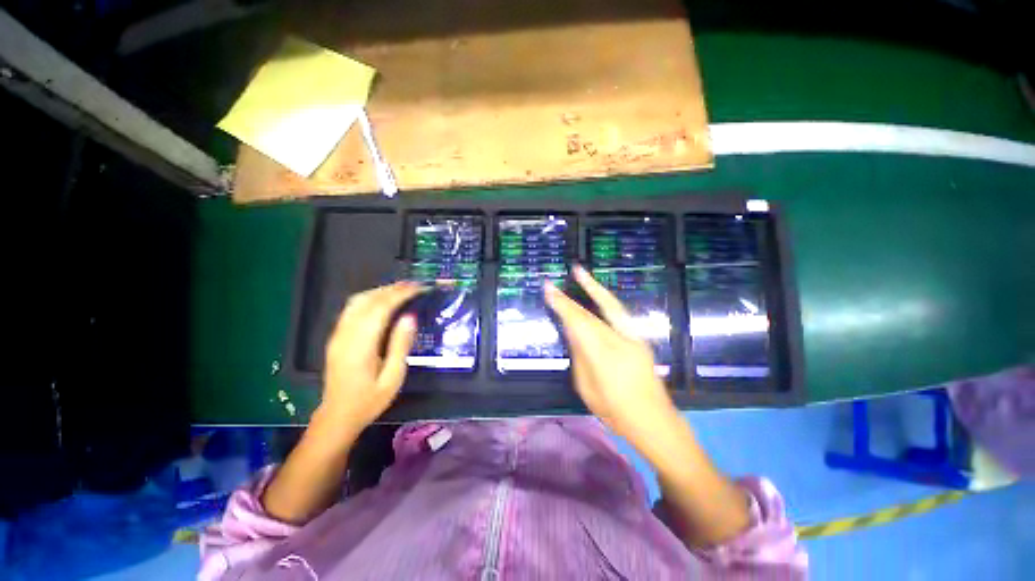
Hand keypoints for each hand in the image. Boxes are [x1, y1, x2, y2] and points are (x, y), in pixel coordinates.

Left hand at [321, 281, 422, 437]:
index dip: (400, 294)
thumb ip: (400, 345)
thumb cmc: (369, 400)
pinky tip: (383, 301)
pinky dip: (370, 298)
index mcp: (360, 345)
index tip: (419, 287)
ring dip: (380, 291)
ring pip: (357, 301)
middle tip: (414, 285)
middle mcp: (345, 335)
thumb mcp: (392, 377)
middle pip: (367, 300)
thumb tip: (410, 317)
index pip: (381, 308)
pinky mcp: (336, 337)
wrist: (337, 417)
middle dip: (392, 289)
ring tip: (402, 289)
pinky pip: (352, 309)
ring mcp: (338, 335)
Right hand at [544, 265, 679, 442]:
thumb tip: (572, 332)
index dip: (563, 306)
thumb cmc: (616, 413)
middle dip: (570, 298)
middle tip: (553, 283)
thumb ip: (580, 357)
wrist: (656, 421)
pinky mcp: (640, 339)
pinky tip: (597, 293)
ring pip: (610, 307)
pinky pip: (619, 314)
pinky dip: (605, 299)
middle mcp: (620, 343)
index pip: (579, 325)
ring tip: (580, 273)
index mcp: (604, 359)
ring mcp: (634, 339)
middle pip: (591, 314)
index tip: (549, 291)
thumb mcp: (587, 389)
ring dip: (594, 288)